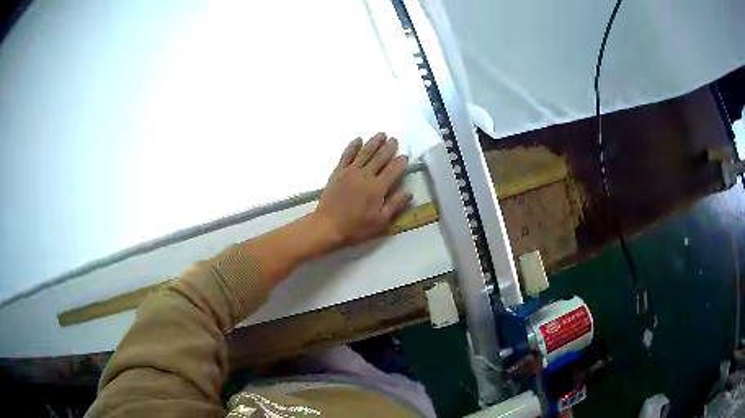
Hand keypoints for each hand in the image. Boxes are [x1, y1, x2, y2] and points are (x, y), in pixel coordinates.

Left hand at [314, 132, 411, 247]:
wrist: (328, 225)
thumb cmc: (356, 226)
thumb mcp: (380, 221)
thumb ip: (395, 205)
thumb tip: (409, 193)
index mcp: (378, 188)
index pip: (393, 170)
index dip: (400, 162)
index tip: (405, 156)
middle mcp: (366, 175)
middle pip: (380, 157)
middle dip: (388, 148)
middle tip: (394, 139)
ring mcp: (350, 171)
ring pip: (365, 152)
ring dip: (374, 142)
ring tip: (381, 134)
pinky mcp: (338, 171)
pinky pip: (347, 155)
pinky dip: (353, 146)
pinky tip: (358, 139)